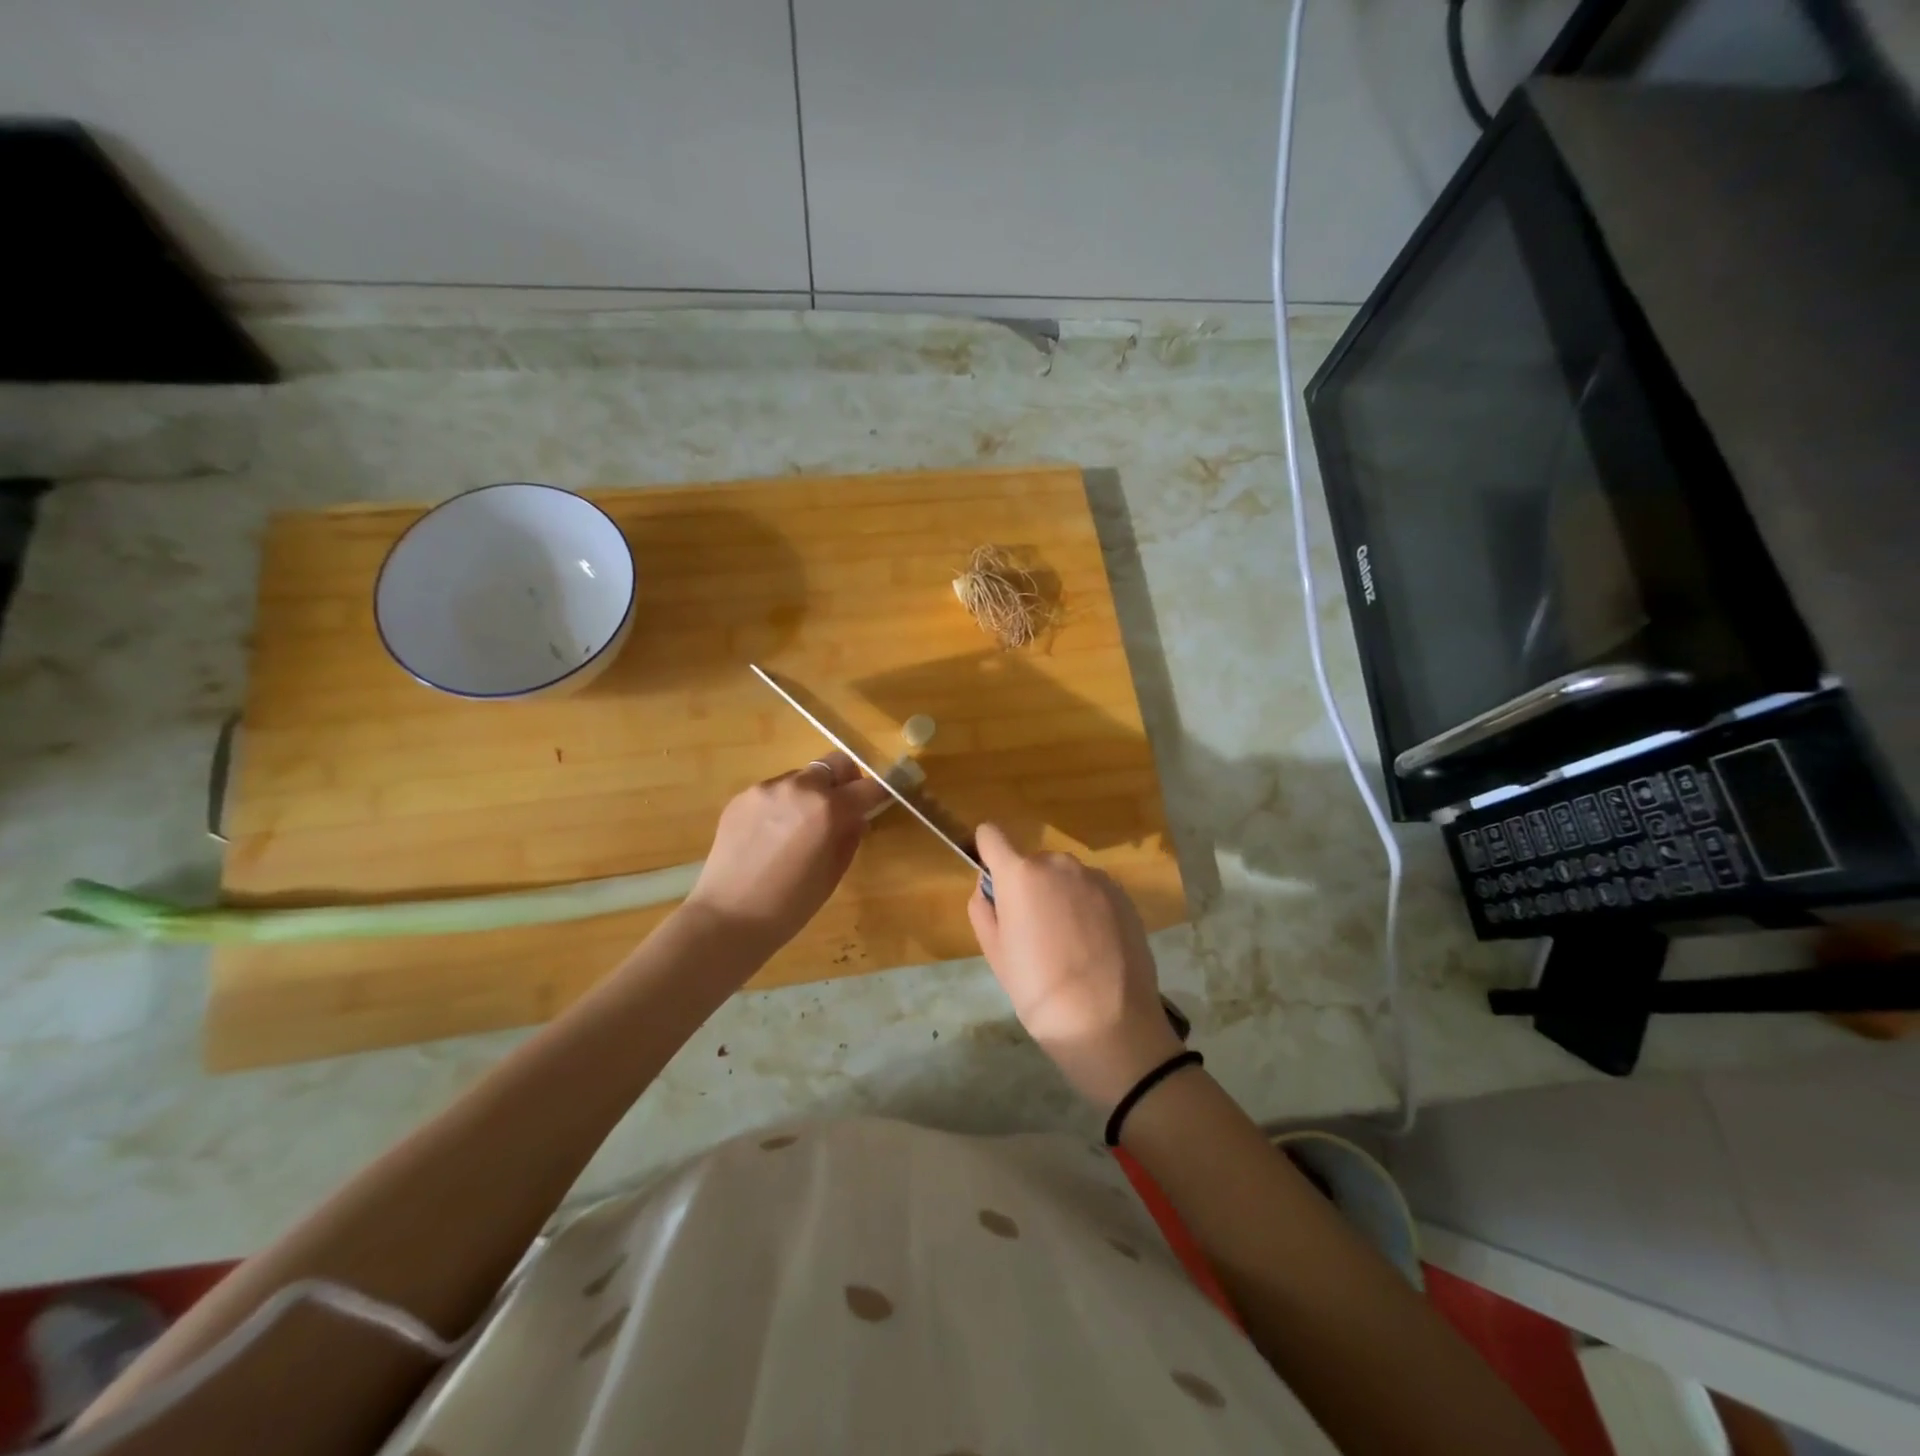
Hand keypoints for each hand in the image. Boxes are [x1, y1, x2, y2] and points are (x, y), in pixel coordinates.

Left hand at [685, 752, 889, 953]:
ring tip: (799, 827)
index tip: (878, 803)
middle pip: (835, 764)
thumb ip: (849, 838)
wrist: (728, 916)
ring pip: (802, 777)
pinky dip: (783, 804)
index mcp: (828, 808)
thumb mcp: (833, 874)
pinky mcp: (742, 796)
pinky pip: (774, 790)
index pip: (868, 786)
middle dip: (845, 781)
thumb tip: (856, 819)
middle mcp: (799, 788)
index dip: (878, 794)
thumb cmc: (790, 905)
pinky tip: (771, 835)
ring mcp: (767, 788)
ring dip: (811, 793)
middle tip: (841, 809)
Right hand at [968, 824, 1183, 1106]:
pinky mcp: (1123, 896)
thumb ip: (984, 910)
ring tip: (1069, 944)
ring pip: (1065, 877)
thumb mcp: (995, 955)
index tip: (993, 881)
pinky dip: (1088, 908)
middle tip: (1034, 933)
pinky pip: (1093, 891)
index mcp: (1020, 874)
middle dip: (1029, 887)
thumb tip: (989, 888)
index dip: (987, 853)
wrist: (1108, 1022)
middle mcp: (1059, 864)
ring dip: (1060, 896)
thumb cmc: (1038, 991)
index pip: (991, 835)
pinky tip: (1095, 947)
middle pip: (1032, 862)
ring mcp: (1096, 878)